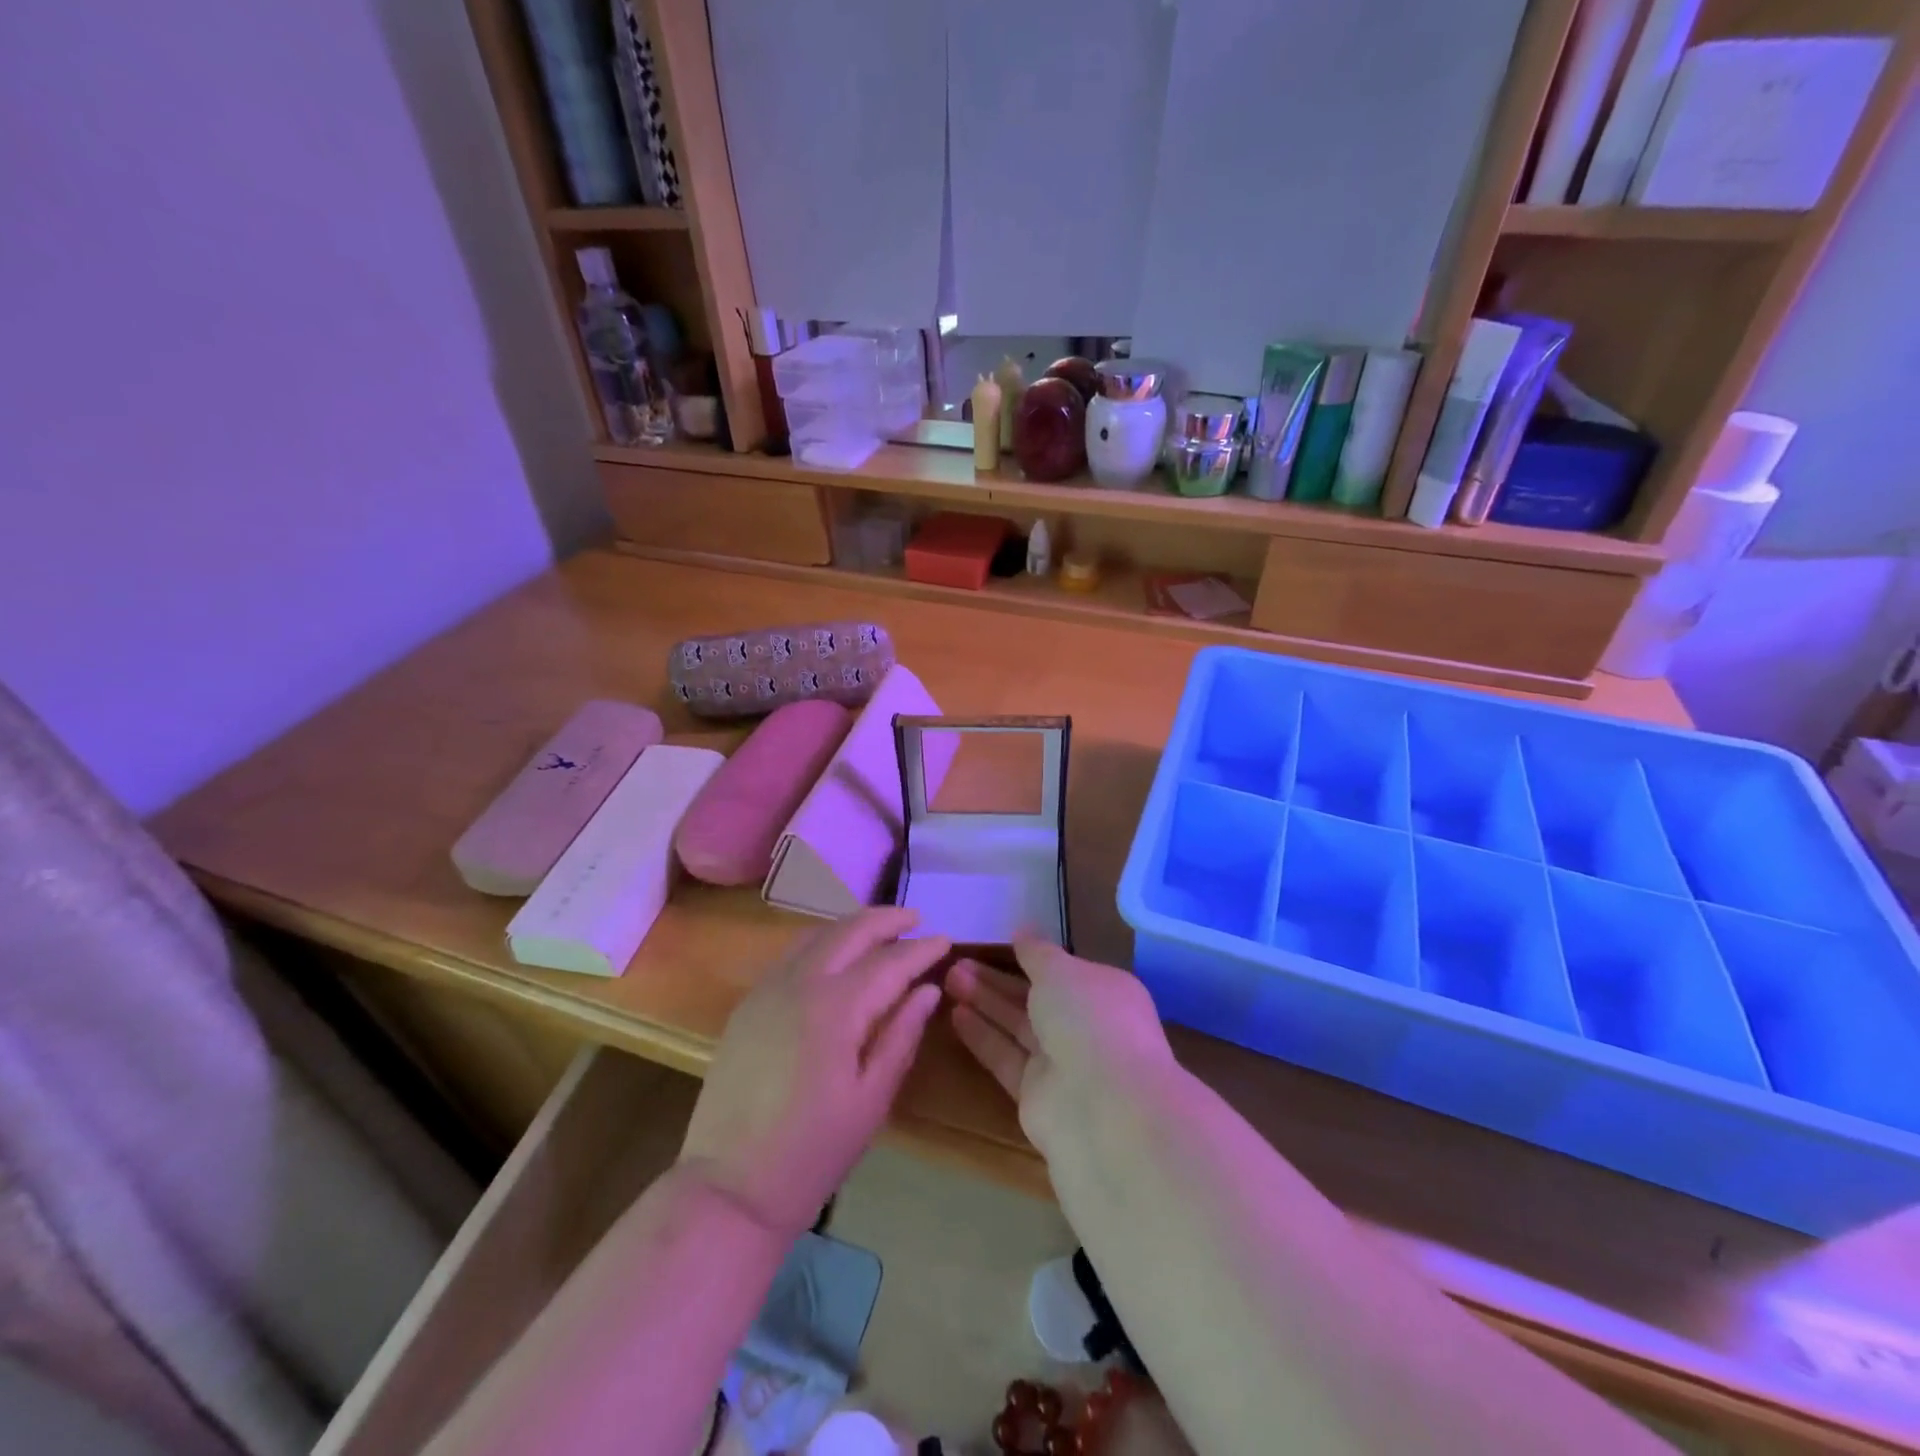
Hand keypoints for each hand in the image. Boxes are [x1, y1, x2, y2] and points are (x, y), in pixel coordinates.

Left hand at [678, 908, 948, 1236]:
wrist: (731, 1186)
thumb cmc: (813, 1151)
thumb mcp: (872, 1099)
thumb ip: (901, 1036)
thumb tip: (928, 991)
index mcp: (835, 1008)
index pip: (889, 962)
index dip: (921, 950)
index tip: (945, 940)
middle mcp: (799, 983)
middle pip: (850, 931)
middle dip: (887, 920)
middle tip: (916, 919)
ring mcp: (768, 988)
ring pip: (817, 934)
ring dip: (853, 926)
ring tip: (881, 931)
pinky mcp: (749, 1002)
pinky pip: (792, 954)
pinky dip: (822, 942)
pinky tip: (837, 956)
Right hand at [945, 939, 1176, 1152]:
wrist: (1103, 1108)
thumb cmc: (1089, 1020)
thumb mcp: (1060, 970)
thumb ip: (1037, 952)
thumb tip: (1024, 931)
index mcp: (1105, 993)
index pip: (1064, 971)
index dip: (1031, 958)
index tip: (996, 944)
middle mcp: (1086, 1026)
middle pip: (1034, 998)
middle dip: (996, 979)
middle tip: (956, 961)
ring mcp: (1062, 1063)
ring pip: (1017, 1025)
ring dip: (984, 1001)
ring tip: (947, 978)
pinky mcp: (1036, 1094)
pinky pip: (1005, 1056)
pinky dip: (982, 1036)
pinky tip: (954, 1013)